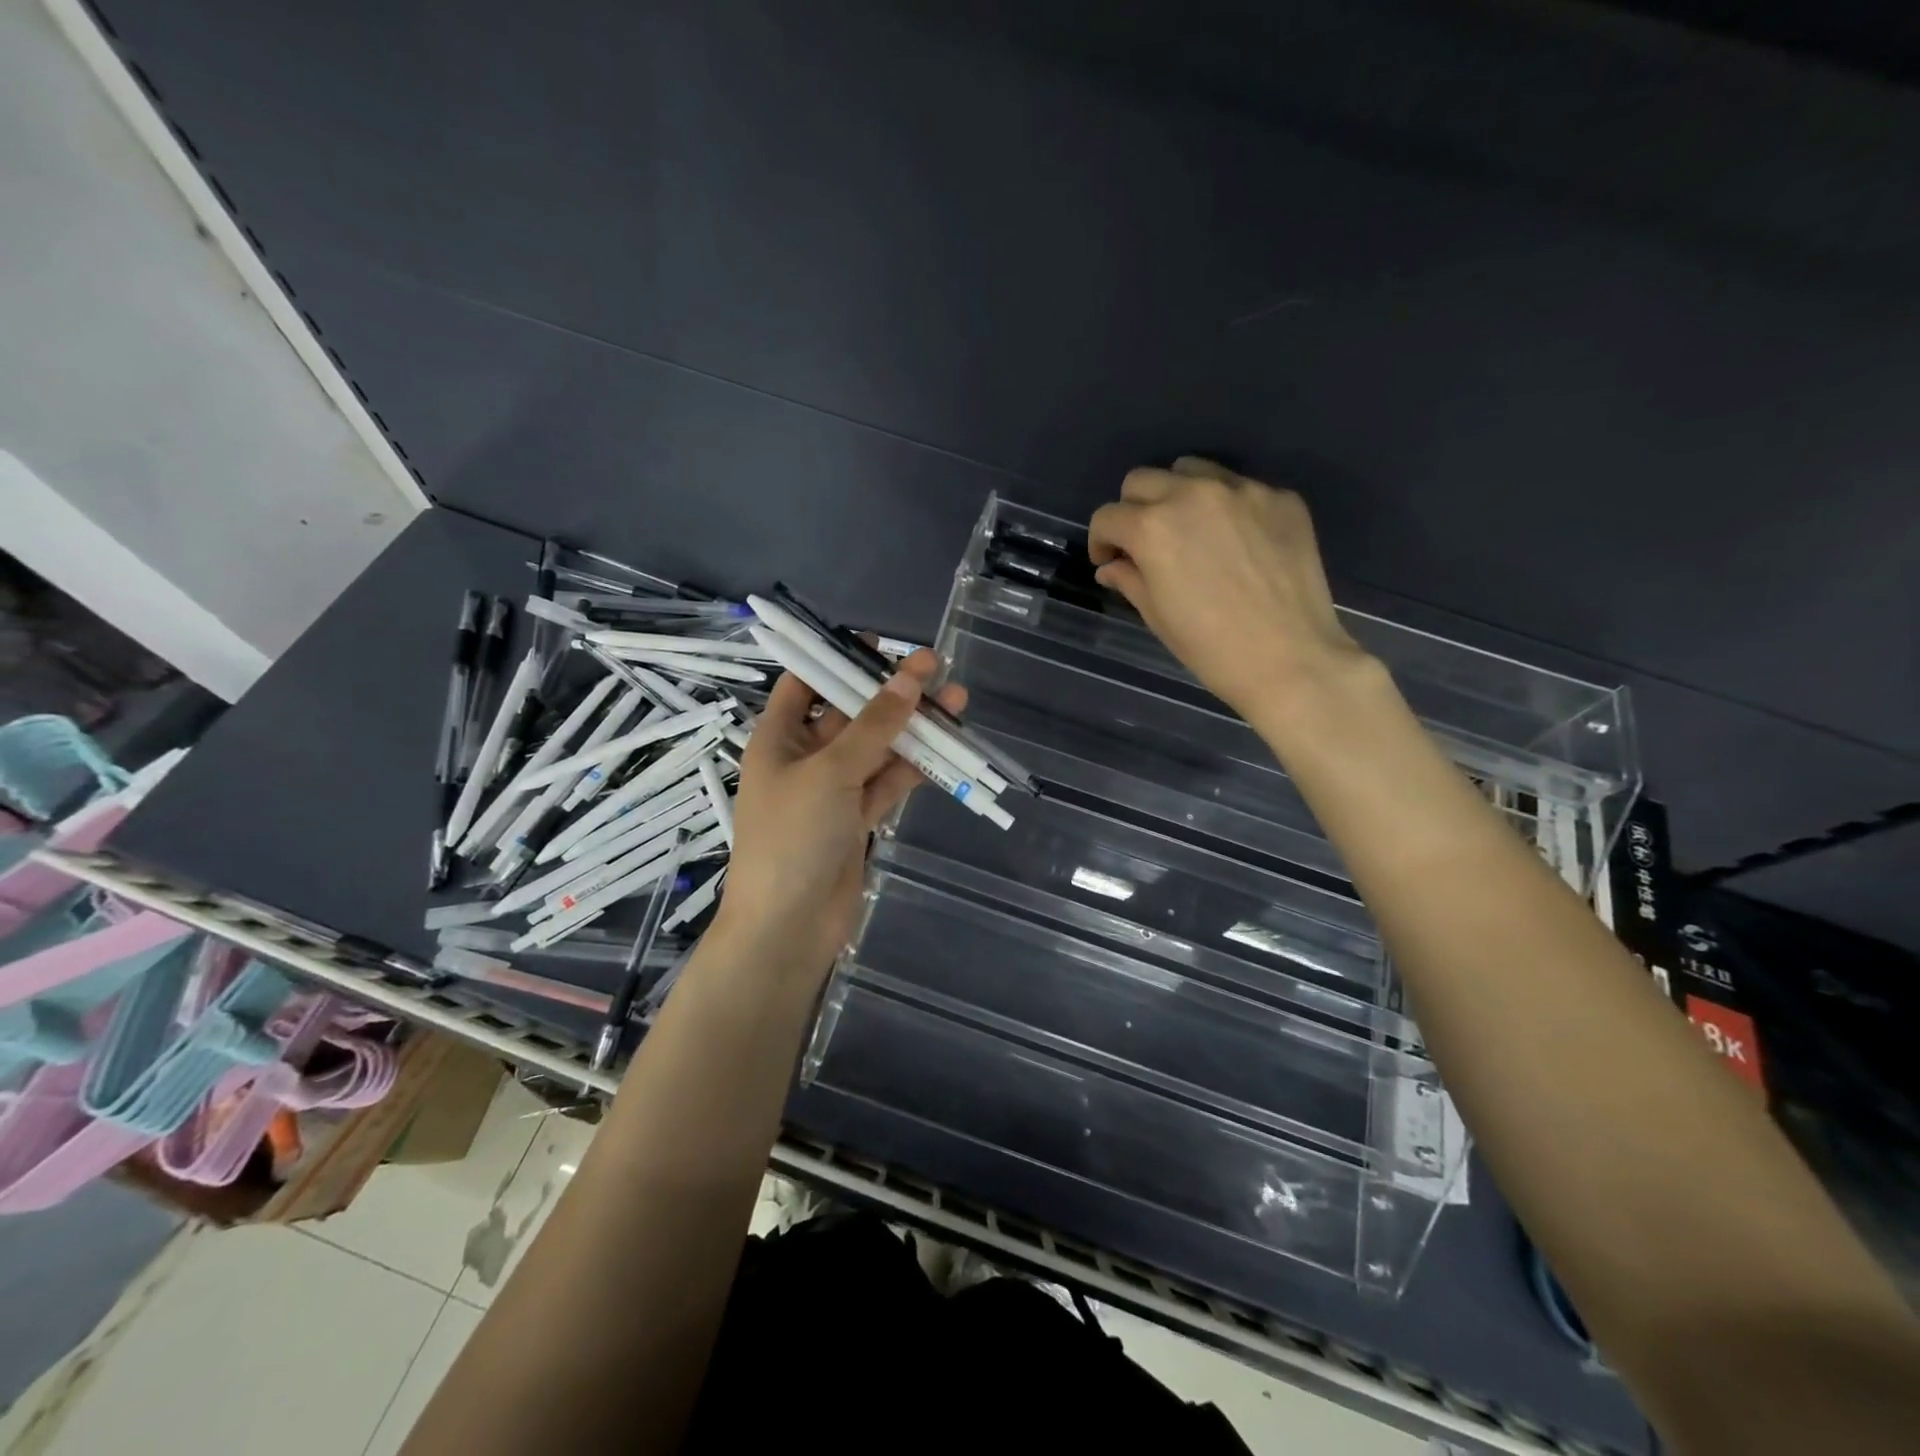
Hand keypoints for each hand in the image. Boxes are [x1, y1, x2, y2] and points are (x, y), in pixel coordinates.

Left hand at [711, 649, 966, 982]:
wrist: (789, 927)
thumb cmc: (793, 837)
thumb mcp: (830, 772)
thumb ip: (874, 726)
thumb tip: (909, 677)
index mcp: (778, 738)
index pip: (805, 684)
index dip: (837, 660)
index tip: (879, 644)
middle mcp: (804, 758)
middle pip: (850, 713)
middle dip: (890, 692)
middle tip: (935, 666)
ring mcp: (833, 790)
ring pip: (876, 748)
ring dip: (912, 728)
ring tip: (956, 700)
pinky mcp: (857, 819)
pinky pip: (888, 782)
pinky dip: (914, 767)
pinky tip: (946, 747)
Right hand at [1088, 457, 1370, 726]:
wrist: (1289, 659)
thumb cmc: (1210, 647)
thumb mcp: (1157, 616)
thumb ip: (1129, 580)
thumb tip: (1112, 567)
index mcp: (1152, 527)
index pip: (1108, 516)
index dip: (1101, 541)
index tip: (1110, 562)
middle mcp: (1192, 494)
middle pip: (1142, 480)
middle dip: (1133, 510)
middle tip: (1145, 545)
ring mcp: (1242, 491)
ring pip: (1192, 470)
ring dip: (1178, 495)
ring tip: (1190, 531)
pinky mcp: (1281, 498)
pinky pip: (1241, 489)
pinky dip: (1227, 508)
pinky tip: (1238, 544)